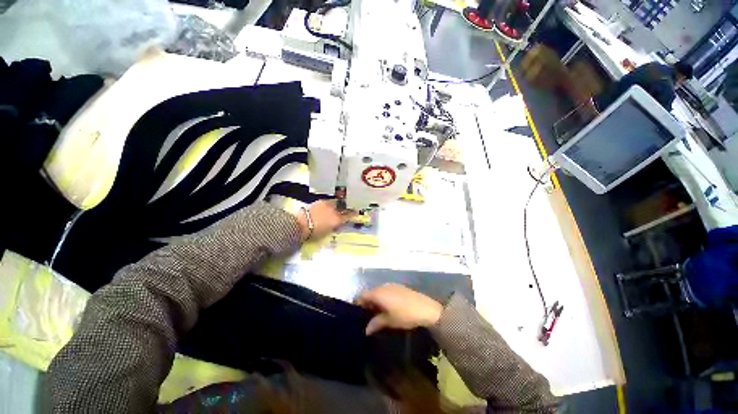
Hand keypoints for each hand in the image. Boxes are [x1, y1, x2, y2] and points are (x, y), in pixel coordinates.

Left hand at [294, 199, 355, 239]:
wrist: (300, 224)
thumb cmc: (313, 233)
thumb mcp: (327, 232)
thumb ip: (334, 226)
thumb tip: (337, 223)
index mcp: (337, 220)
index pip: (349, 215)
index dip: (354, 214)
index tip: (358, 212)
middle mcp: (334, 210)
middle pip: (344, 208)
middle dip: (348, 207)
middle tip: (351, 207)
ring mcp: (328, 204)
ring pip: (337, 203)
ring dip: (340, 204)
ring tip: (341, 205)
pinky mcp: (320, 201)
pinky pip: (330, 201)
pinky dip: (332, 204)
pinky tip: (331, 205)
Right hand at [357, 284, 443, 334]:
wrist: (425, 308)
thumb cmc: (404, 315)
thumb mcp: (389, 321)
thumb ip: (376, 323)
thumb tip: (366, 329)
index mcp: (378, 293)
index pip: (363, 295)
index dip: (359, 303)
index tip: (359, 314)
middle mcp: (383, 286)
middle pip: (371, 292)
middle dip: (368, 303)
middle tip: (369, 316)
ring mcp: (392, 285)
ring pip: (379, 291)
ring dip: (377, 300)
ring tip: (379, 313)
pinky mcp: (399, 287)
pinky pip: (387, 290)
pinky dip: (384, 297)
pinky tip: (389, 307)